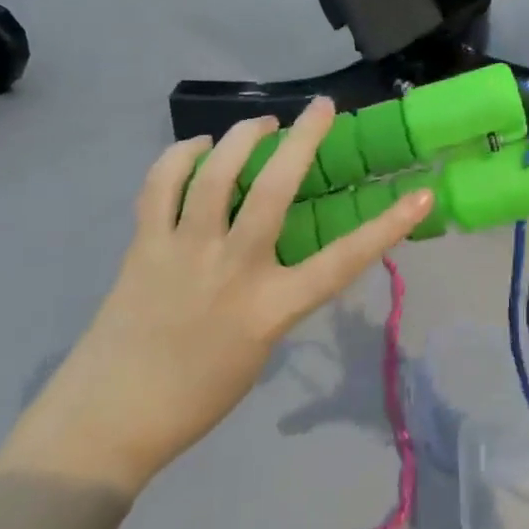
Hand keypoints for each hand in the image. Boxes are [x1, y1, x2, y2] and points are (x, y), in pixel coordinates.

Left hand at [0, 100, 433, 494]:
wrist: (108, 421)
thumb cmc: (197, 395)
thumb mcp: (261, 347)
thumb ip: (278, 294)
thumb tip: (281, 249)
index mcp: (271, 308)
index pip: (344, 261)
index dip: (388, 226)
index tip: (420, 194)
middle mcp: (232, 269)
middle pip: (275, 190)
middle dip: (303, 139)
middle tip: (322, 108)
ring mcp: (184, 252)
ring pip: (215, 173)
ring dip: (241, 135)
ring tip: (260, 124)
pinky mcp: (144, 245)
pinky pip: (162, 184)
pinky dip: (181, 155)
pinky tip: (198, 148)